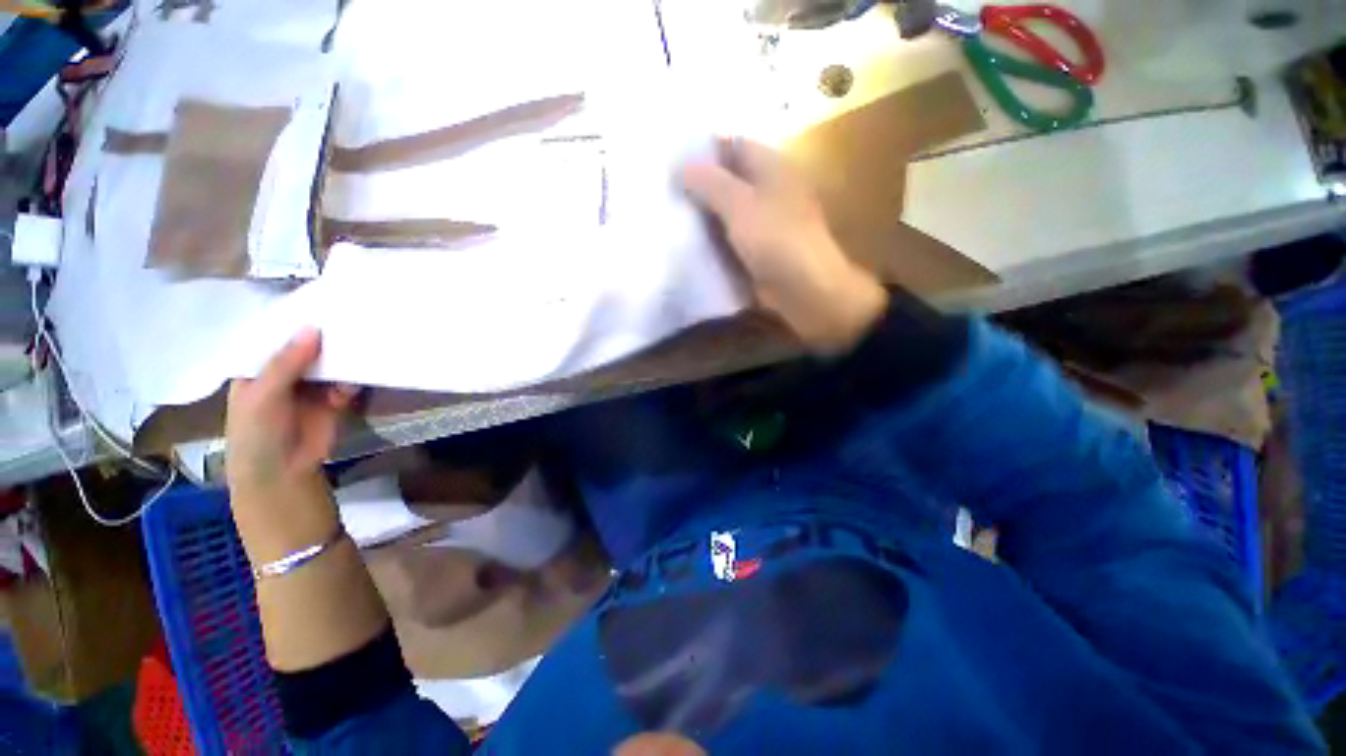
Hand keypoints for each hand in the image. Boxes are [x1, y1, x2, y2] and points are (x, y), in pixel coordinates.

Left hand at [225, 328, 355, 495]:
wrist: (283, 472)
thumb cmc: (257, 433)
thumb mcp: (263, 395)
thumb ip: (286, 362)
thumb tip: (314, 327)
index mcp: (259, 366)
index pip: (276, 335)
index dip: (294, 319)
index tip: (319, 299)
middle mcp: (286, 371)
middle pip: (308, 347)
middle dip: (326, 335)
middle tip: (350, 314)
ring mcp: (312, 385)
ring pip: (331, 363)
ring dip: (344, 357)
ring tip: (361, 341)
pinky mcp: (335, 399)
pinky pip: (348, 382)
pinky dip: (353, 380)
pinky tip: (354, 381)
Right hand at [682, 138, 886, 353]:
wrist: (805, 289)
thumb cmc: (776, 239)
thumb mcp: (739, 204)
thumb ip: (708, 182)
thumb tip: (678, 166)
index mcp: (770, 166)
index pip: (731, 144)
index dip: (701, 149)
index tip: (668, 160)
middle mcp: (767, 189)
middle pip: (726, 179)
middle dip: (697, 184)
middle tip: (662, 190)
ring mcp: (762, 222)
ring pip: (725, 210)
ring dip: (701, 214)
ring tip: (666, 214)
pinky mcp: (757, 249)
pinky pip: (728, 237)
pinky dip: (711, 238)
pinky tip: (686, 242)